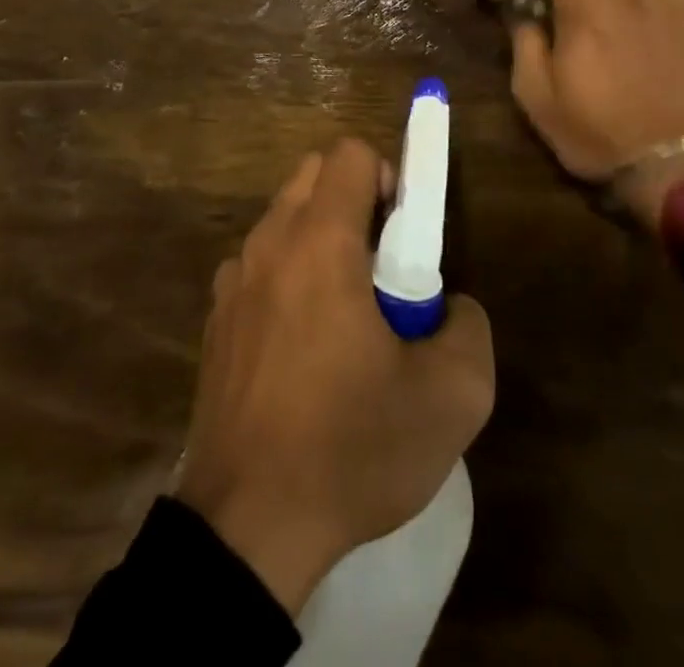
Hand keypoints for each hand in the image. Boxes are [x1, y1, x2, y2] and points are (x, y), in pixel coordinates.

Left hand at [174, 139, 494, 615]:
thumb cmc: (350, 447)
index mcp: (320, 242)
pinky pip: (258, 267)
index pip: (350, 154)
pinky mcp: (215, 320)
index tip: (404, 235)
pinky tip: (302, 348)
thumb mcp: (451, 397)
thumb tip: (449, 306)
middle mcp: (269, 244)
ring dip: (319, 239)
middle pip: (313, 175)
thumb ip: (469, 327)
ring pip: (283, 220)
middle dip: (354, 201)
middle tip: (382, 268)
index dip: (388, 177)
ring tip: (344, 315)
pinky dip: (286, 278)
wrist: (247, 529)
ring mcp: (232, 281)